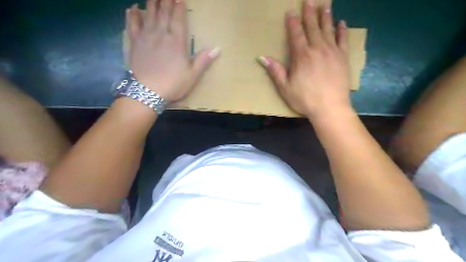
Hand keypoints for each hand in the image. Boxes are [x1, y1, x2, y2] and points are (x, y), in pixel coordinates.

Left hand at [126, 0, 220, 101]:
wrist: (147, 92)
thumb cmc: (172, 84)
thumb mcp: (192, 75)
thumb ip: (203, 60)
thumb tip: (217, 48)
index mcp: (176, 41)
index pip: (178, 18)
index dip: (179, 6)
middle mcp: (161, 34)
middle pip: (163, 12)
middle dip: (166, 0)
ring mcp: (146, 37)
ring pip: (149, 13)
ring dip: (152, 2)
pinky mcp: (135, 43)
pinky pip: (132, 24)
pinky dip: (132, 15)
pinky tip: (132, 8)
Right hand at [257, 0, 350, 119]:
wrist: (330, 107)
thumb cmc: (304, 99)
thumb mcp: (285, 88)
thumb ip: (275, 71)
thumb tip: (262, 57)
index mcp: (301, 56)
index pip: (296, 34)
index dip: (293, 22)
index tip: (291, 12)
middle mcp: (317, 49)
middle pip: (312, 27)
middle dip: (310, 13)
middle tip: (309, 0)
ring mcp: (332, 52)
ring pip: (328, 29)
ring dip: (326, 16)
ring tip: (325, 5)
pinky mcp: (343, 58)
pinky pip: (343, 40)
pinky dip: (342, 30)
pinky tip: (342, 23)